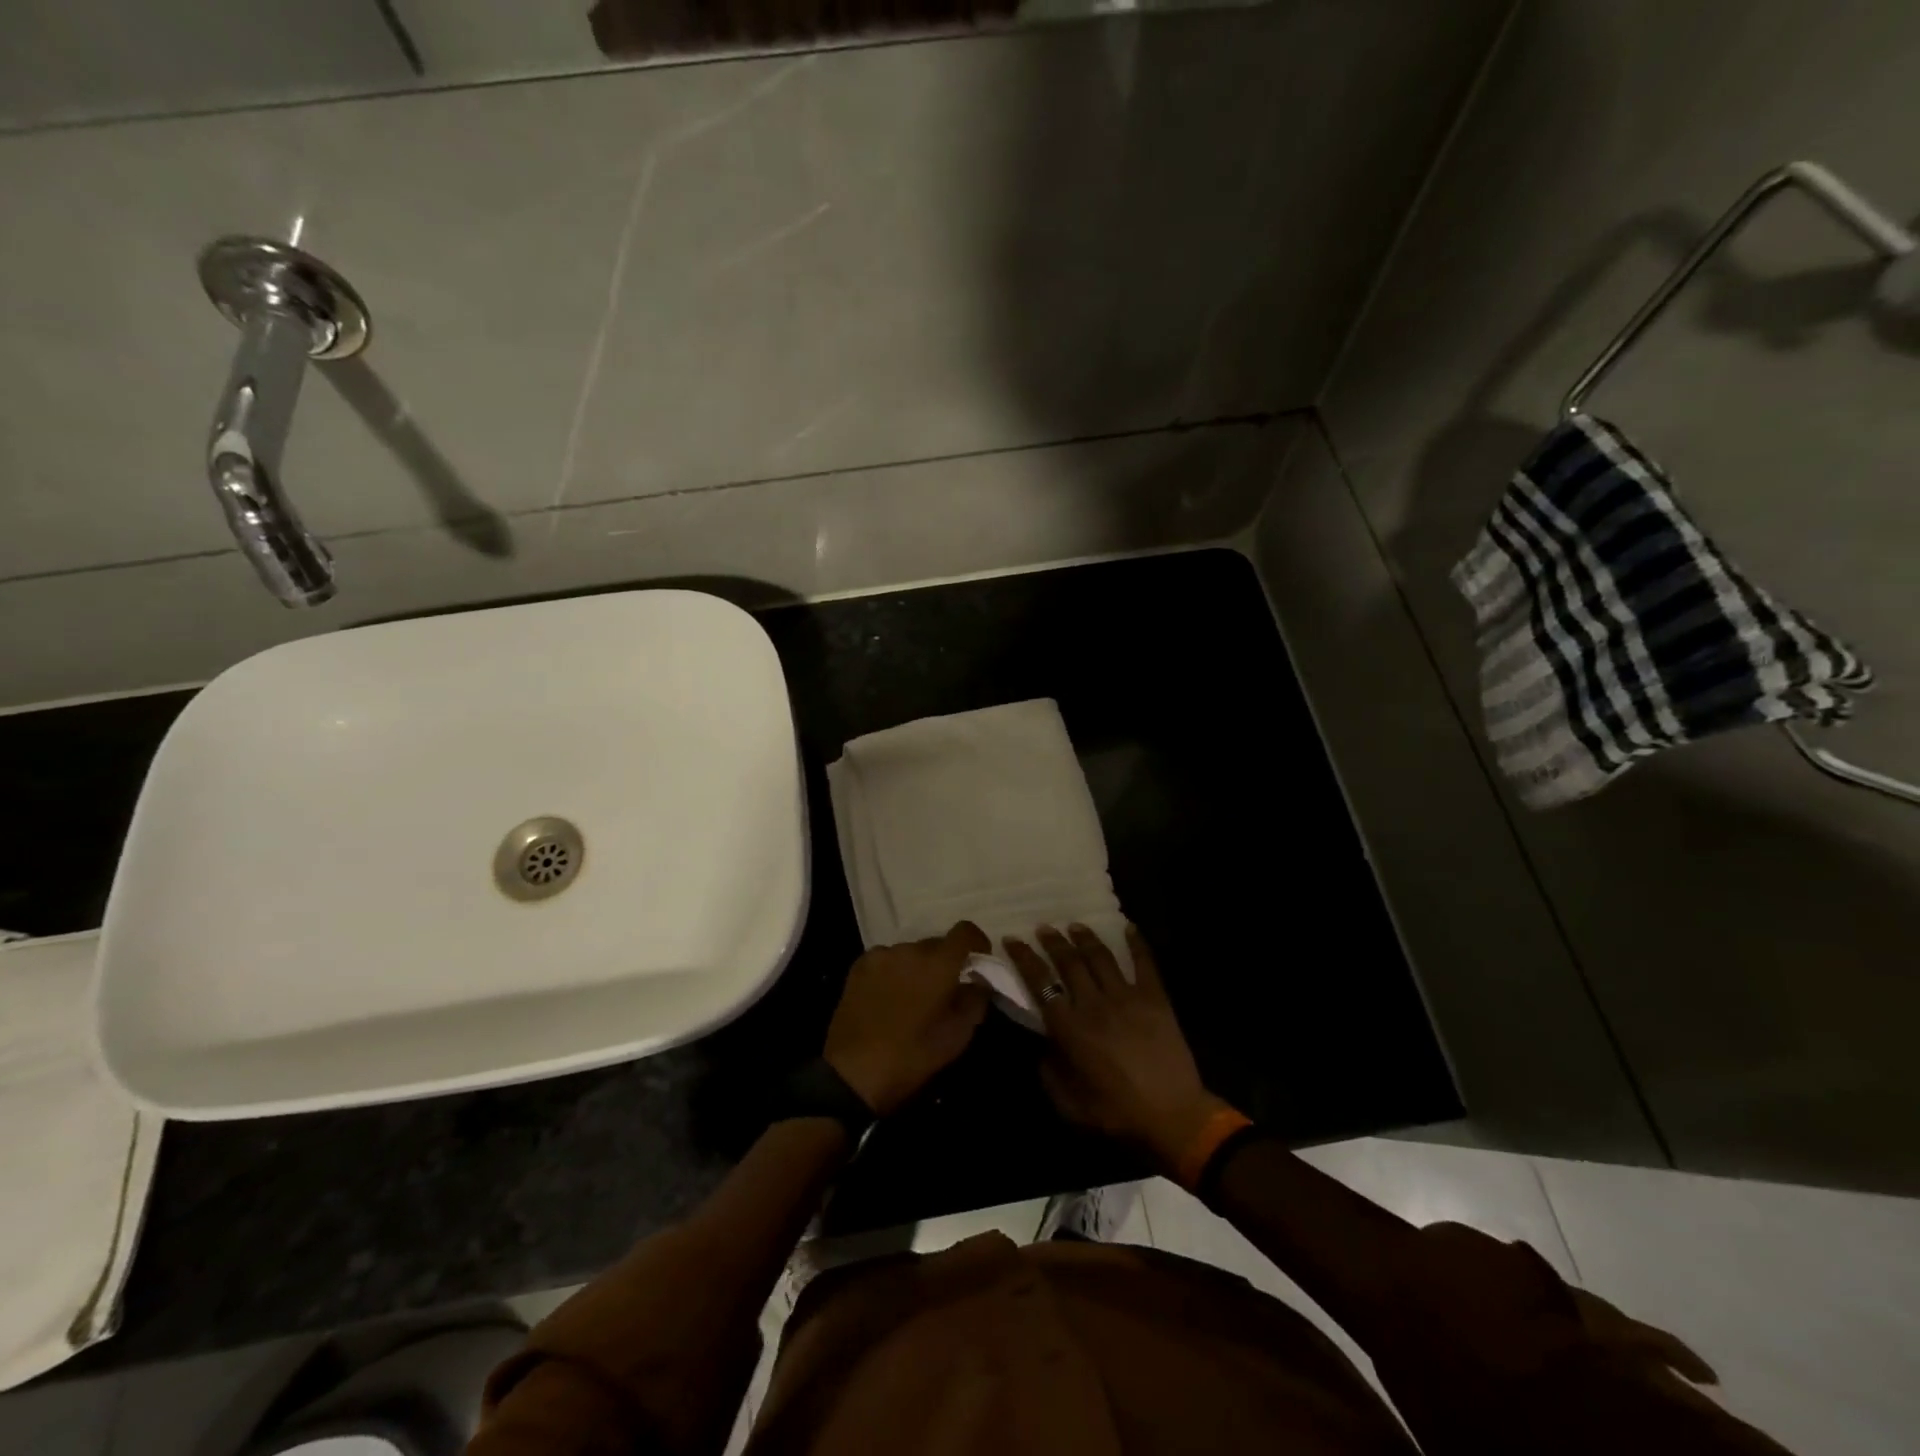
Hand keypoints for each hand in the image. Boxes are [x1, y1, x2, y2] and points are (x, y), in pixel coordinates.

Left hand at [824, 922, 992, 1116]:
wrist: (853, 1073)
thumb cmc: (913, 1056)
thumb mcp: (957, 1036)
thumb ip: (976, 1000)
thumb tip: (980, 981)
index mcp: (938, 963)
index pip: (965, 931)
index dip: (977, 942)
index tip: (979, 960)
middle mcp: (910, 949)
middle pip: (937, 943)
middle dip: (946, 961)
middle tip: (945, 990)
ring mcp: (881, 955)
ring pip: (910, 952)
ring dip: (918, 967)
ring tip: (913, 997)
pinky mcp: (859, 966)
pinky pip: (887, 960)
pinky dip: (895, 971)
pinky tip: (889, 997)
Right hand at [1004, 924, 1229, 1172]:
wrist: (1173, 1119)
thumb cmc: (1116, 1115)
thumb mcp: (1068, 1104)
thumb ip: (1049, 1071)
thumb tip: (1041, 1044)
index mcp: (1069, 1028)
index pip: (1040, 982)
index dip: (1024, 958)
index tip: (1013, 940)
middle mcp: (1094, 1004)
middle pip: (1069, 962)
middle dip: (1053, 941)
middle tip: (1044, 928)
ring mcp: (1127, 997)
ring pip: (1101, 957)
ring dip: (1085, 938)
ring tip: (1075, 926)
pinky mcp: (1155, 999)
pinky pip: (1144, 963)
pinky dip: (1136, 943)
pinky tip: (1128, 927)